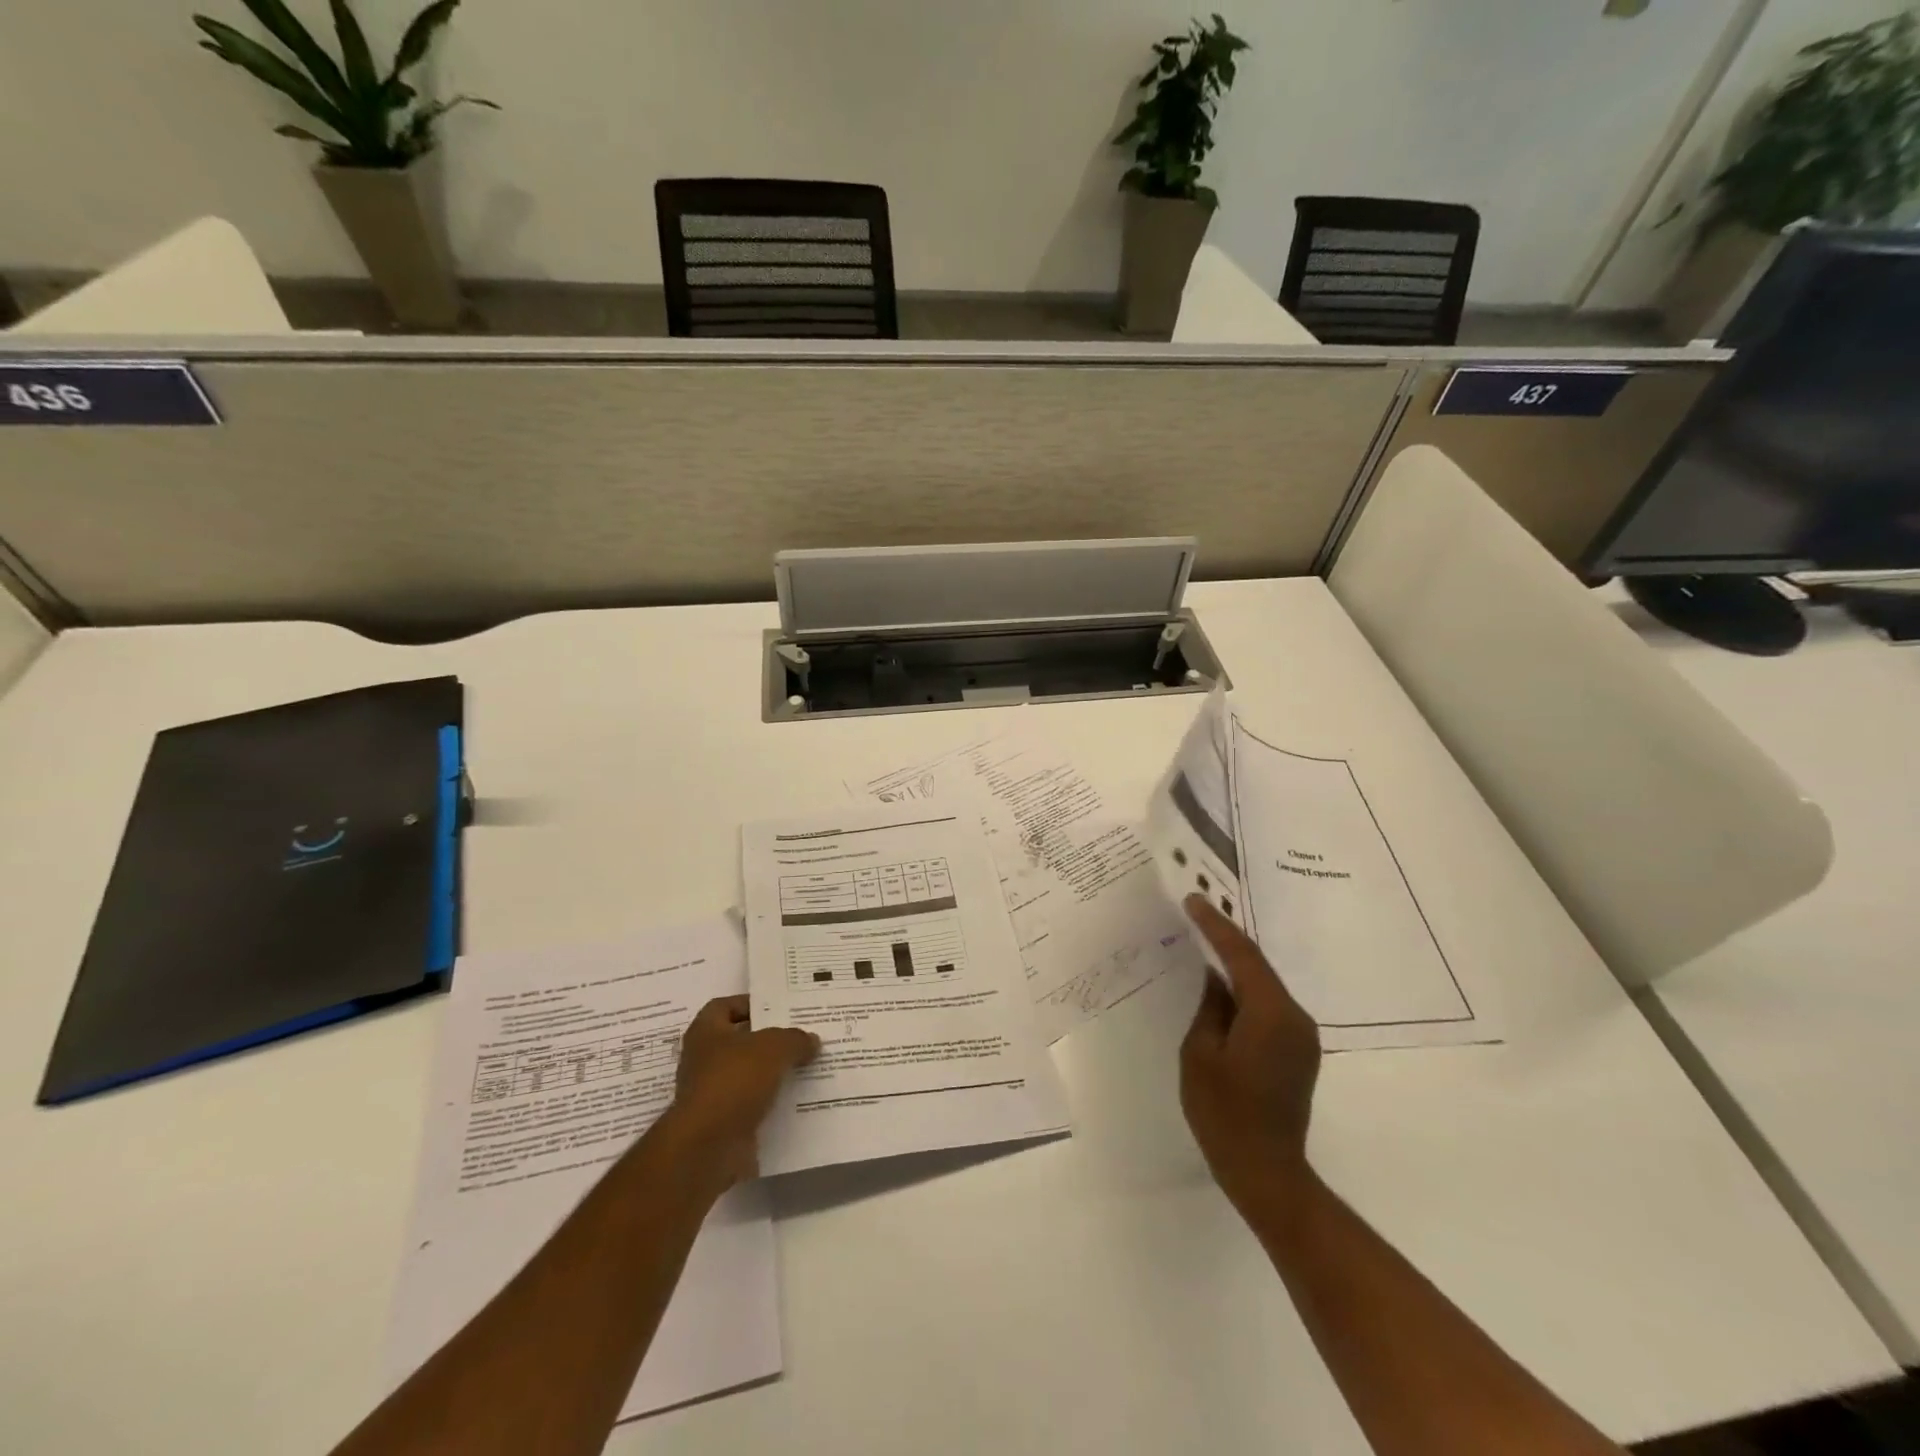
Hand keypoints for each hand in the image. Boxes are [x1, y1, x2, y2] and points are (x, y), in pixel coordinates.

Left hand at [665, 995, 819, 1186]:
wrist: (709, 1147)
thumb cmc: (734, 1080)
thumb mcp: (774, 1047)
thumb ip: (795, 1039)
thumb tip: (811, 1040)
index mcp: (706, 1032)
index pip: (725, 1006)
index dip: (751, 1004)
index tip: (781, 1008)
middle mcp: (703, 1060)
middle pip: (741, 1041)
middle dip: (770, 1040)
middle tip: (803, 1036)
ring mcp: (712, 1094)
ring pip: (749, 1075)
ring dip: (774, 1073)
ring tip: (809, 1066)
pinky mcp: (724, 1124)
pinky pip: (753, 1106)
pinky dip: (773, 1103)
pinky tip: (800, 1099)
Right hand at [1180, 895, 1322, 1210]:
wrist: (1267, 1172)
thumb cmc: (1225, 1113)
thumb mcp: (1200, 1053)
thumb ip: (1209, 1007)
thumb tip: (1214, 978)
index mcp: (1272, 1013)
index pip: (1242, 954)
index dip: (1216, 924)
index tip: (1193, 900)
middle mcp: (1295, 1017)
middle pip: (1258, 966)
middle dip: (1226, 941)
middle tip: (1195, 916)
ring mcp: (1302, 1036)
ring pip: (1264, 987)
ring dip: (1236, 967)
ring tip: (1202, 946)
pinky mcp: (1299, 1052)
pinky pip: (1269, 1007)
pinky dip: (1245, 992)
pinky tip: (1221, 990)